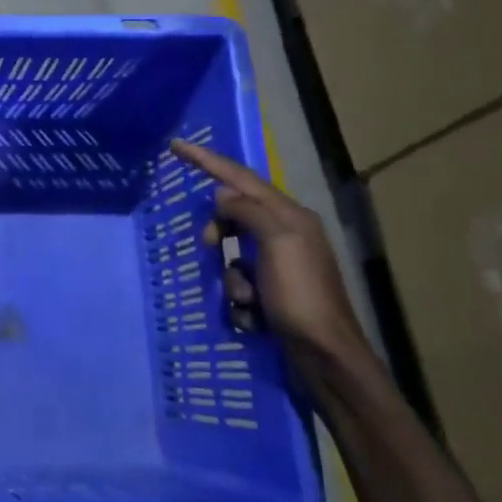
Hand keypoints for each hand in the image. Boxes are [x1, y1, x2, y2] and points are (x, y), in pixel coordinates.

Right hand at [169, 140, 375, 374]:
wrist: (324, 355)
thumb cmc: (301, 296)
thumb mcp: (277, 244)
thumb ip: (249, 212)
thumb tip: (222, 193)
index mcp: (290, 216)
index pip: (241, 178)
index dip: (207, 161)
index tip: (176, 146)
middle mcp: (286, 233)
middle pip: (234, 214)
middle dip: (217, 230)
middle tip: (208, 246)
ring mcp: (279, 263)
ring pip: (232, 252)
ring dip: (230, 276)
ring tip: (246, 299)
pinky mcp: (272, 289)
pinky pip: (239, 280)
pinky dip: (239, 296)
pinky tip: (252, 315)